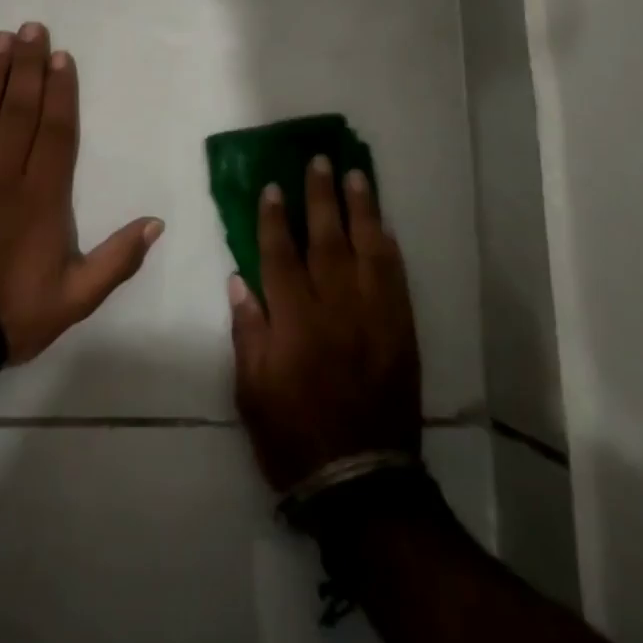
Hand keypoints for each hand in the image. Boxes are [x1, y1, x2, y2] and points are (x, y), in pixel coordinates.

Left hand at [0, 22, 162, 363]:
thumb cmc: (9, 313)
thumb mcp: (75, 299)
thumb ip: (117, 260)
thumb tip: (156, 222)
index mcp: (41, 197)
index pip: (54, 131)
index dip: (60, 91)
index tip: (61, 56)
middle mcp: (1, 175)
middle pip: (18, 110)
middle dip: (27, 66)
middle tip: (32, 28)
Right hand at [228, 156, 421, 492]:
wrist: (361, 481)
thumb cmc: (294, 436)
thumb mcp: (252, 392)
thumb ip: (248, 331)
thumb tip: (240, 280)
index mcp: (295, 322)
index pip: (281, 255)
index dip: (275, 218)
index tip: (274, 186)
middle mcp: (336, 308)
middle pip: (327, 240)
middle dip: (321, 197)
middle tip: (320, 160)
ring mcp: (374, 316)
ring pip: (367, 249)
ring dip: (361, 209)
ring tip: (356, 175)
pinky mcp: (401, 330)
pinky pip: (396, 278)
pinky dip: (389, 247)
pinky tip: (384, 225)